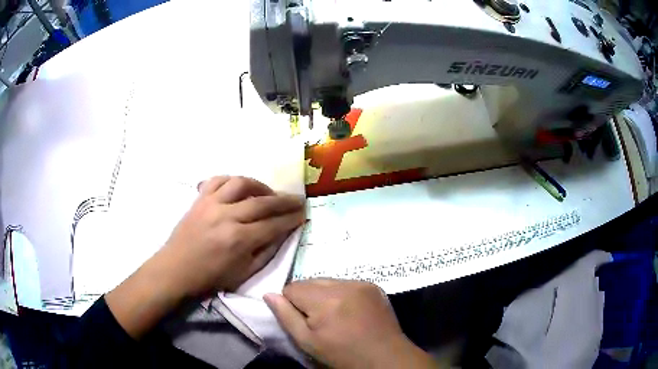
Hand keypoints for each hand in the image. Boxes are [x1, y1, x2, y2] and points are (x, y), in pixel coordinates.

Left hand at [106, 176, 304, 337]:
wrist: (176, 269)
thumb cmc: (210, 277)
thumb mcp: (244, 273)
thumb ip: (266, 252)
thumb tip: (283, 233)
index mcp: (239, 239)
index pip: (274, 224)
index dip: (292, 218)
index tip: (303, 214)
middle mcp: (227, 216)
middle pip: (263, 202)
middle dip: (285, 200)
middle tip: (298, 199)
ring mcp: (211, 204)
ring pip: (241, 183)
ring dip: (260, 185)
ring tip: (269, 193)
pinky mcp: (199, 199)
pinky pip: (217, 180)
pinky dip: (232, 180)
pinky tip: (240, 187)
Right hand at [264, 279, 437, 368]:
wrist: (384, 357)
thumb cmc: (342, 355)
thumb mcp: (308, 342)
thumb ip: (285, 316)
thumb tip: (268, 294)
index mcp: (324, 300)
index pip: (292, 287)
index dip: (292, 305)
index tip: (303, 321)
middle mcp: (343, 284)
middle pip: (310, 281)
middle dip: (308, 298)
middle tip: (319, 320)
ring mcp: (361, 282)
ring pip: (328, 281)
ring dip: (324, 294)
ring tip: (335, 316)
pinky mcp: (373, 285)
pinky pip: (346, 283)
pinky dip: (342, 294)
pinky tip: (350, 311)